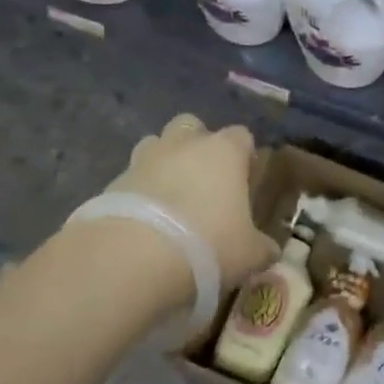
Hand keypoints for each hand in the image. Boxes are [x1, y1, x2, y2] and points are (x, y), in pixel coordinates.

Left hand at [104, 114, 278, 288]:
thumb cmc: (208, 245)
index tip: (246, 181)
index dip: (245, 155)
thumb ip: (263, 247)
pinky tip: (144, 223)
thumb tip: (270, 250)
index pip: (242, 136)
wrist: (134, 257)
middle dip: (198, 145)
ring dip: (164, 163)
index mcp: (224, 150)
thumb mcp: (249, 254)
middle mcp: (185, 143)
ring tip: (170, 199)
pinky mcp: (113, 181)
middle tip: (204, 181)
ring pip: (157, 145)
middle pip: (193, 126)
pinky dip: (138, 192)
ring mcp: (145, 158)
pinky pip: (132, 178)